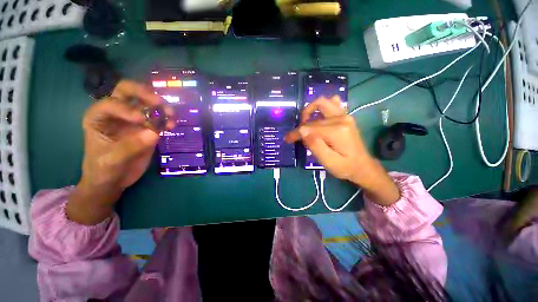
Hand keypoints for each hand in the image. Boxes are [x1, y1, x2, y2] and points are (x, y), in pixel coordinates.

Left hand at [67, 80, 173, 224]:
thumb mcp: (110, 160)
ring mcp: (134, 120)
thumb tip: (154, 133)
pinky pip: (159, 120)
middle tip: (159, 102)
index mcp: (99, 117)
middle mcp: (117, 113)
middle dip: (144, 93)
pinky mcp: (148, 129)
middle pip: (128, 91)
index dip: (126, 108)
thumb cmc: (103, 169)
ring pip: (147, 104)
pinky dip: (167, 119)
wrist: (114, 180)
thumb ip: (129, 146)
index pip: (112, 103)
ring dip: (161, 107)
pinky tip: (172, 125)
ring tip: (171, 115)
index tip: (142, 120)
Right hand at [285, 96, 399, 205]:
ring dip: (310, 111)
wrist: (362, 166)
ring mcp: (345, 115)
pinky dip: (322, 107)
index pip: (309, 128)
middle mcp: (341, 118)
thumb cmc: (345, 167)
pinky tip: (318, 114)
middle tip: (295, 136)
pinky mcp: (345, 116)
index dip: (296, 133)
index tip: (287, 139)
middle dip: (301, 126)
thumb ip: (315, 146)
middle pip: (314, 118)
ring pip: (322, 103)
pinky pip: (332, 104)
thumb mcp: (328, 162)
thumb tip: (302, 131)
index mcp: (337, 131)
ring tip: (304, 123)